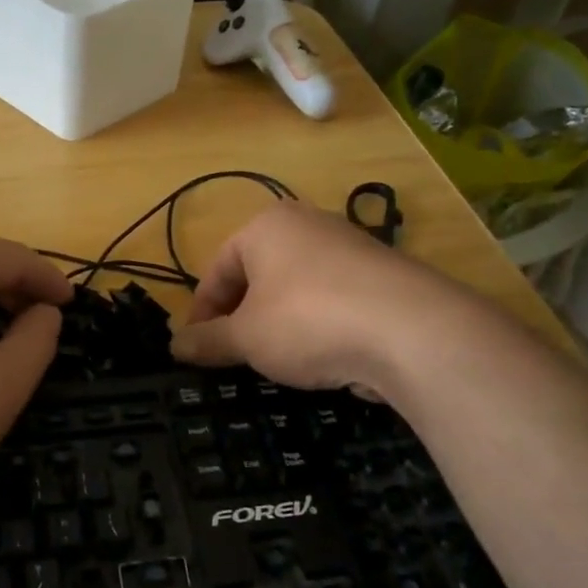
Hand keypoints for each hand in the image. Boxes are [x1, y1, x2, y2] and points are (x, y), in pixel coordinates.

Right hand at [171, 202, 449, 395]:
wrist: (411, 331)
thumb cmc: (307, 320)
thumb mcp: (246, 337)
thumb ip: (208, 340)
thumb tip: (175, 346)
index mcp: (267, 226)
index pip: (217, 270)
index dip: (201, 313)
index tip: (196, 350)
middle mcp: (308, 225)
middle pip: (257, 276)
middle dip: (240, 318)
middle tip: (233, 356)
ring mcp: (350, 248)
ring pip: (295, 290)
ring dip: (277, 325)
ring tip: (276, 362)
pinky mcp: (382, 278)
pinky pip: (332, 301)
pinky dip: (317, 327)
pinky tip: (320, 358)